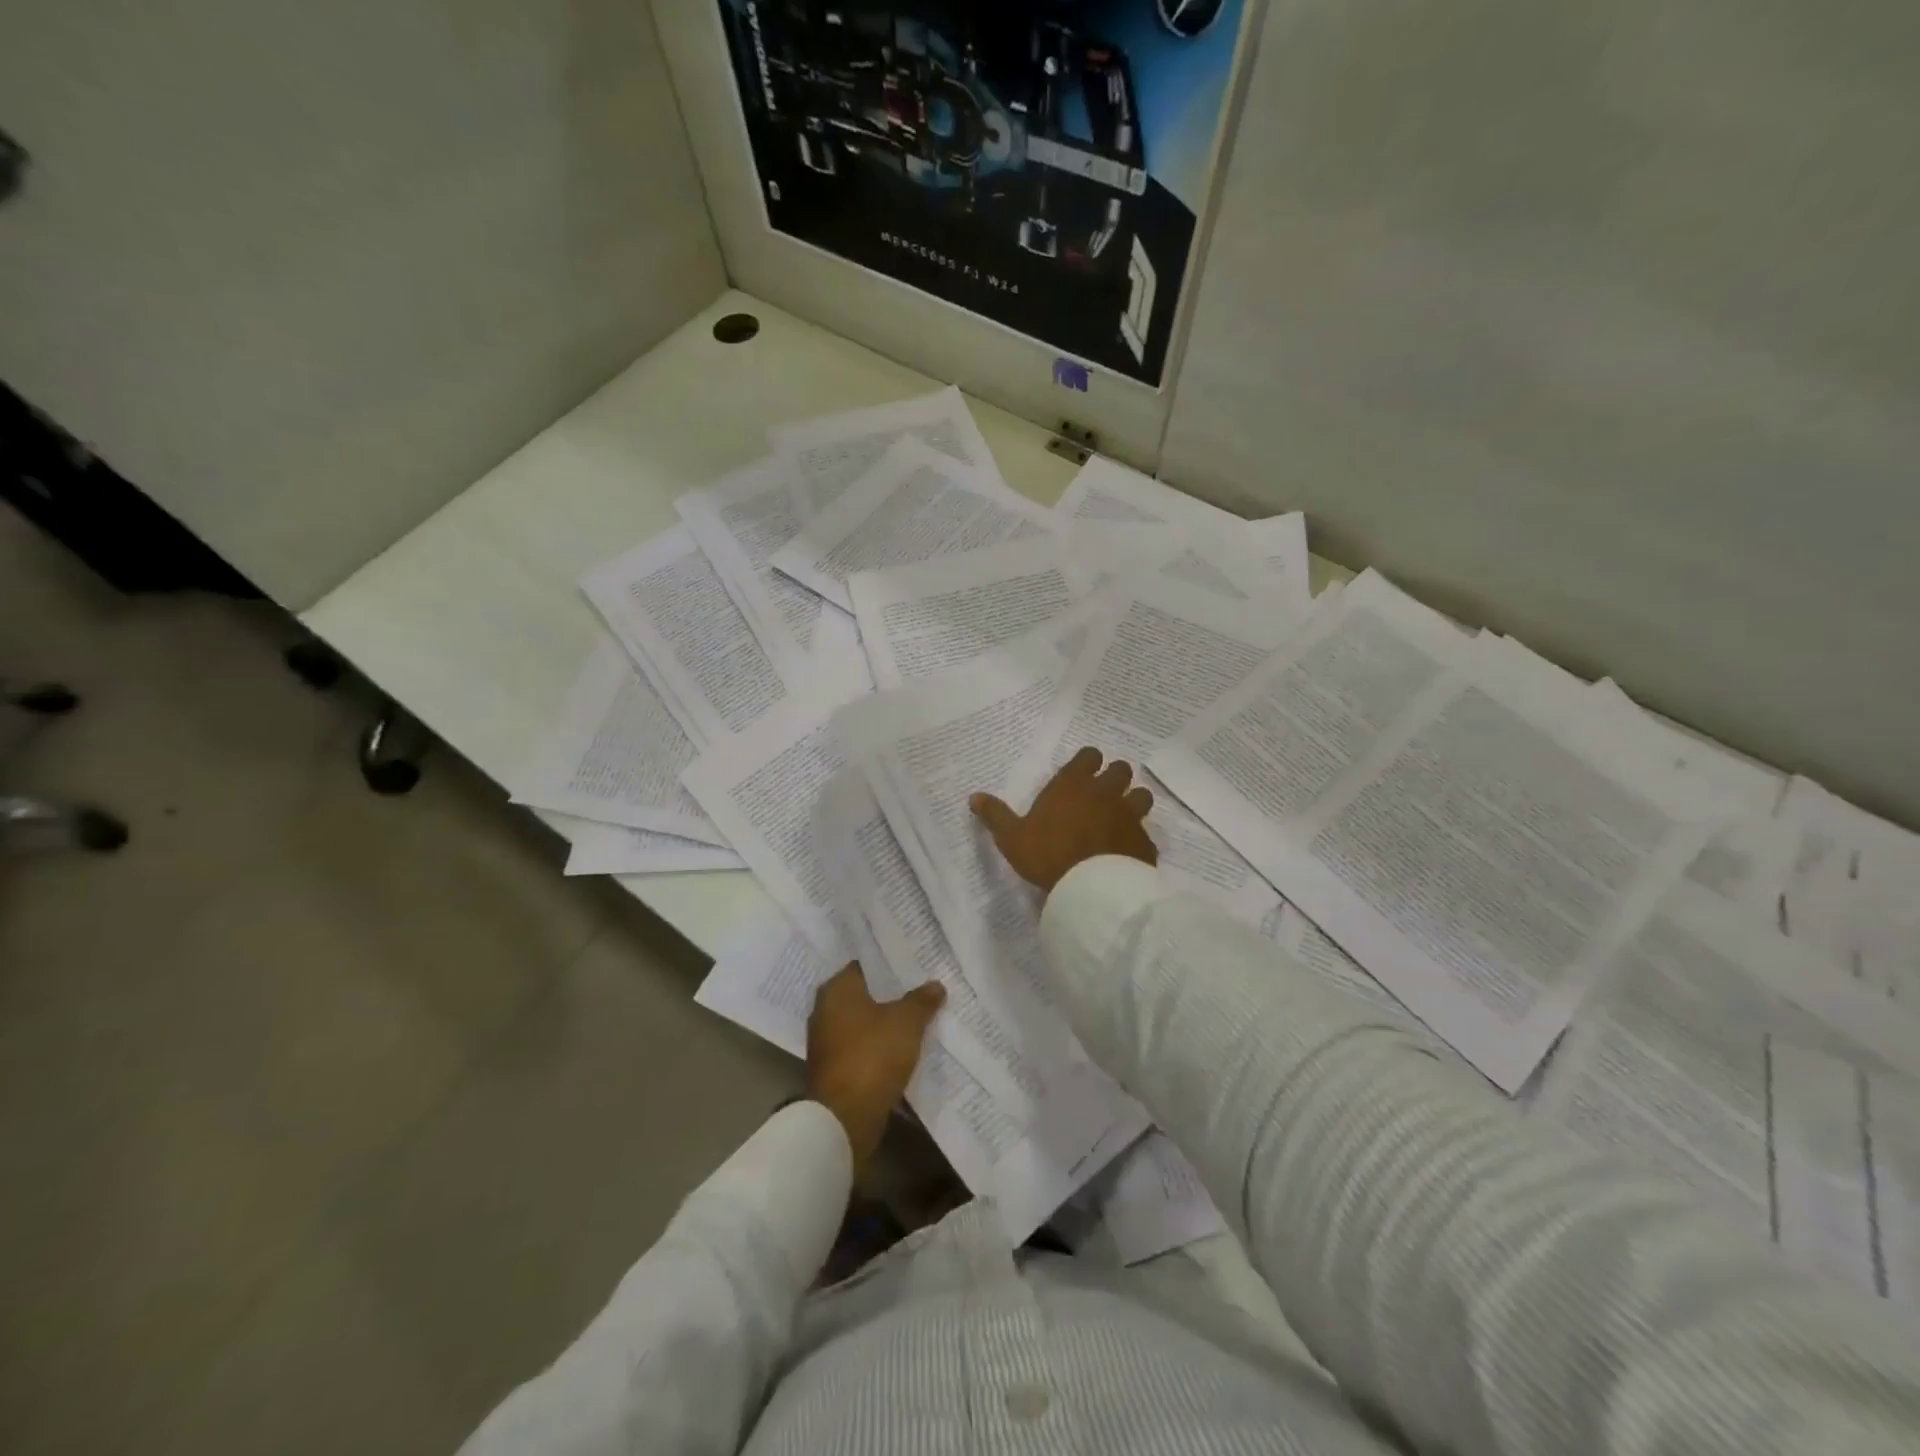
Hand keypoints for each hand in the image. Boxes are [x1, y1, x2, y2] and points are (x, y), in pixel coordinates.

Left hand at [806, 965, 945, 1170]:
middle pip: (865, 993)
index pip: (866, 964)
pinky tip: (904, 1046)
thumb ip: (921, 1000)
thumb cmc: (872, 1055)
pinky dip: (879, 1045)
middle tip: (922, 987)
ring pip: (864, 1021)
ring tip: (919, 1016)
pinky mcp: (833, 1068)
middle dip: (891, 993)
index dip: (891, 964)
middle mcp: (825, 1010)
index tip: (915, 963)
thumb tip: (935, 985)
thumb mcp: (906, 1022)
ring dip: (886, 1021)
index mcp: (836, 989)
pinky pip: (861, 1046)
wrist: (844, 1118)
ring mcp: (826, 1041)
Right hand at [970, 746, 1156, 893]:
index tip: (1083, 772)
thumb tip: (973, 797)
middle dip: (1115, 777)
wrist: (1091, 888)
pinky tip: (1130, 852)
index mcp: (1072, 785)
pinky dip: (1139, 840)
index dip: (1088, 762)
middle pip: (1121, 770)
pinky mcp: (1144, 842)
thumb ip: (996, 815)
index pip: (1089, 756)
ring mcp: (1129, 816)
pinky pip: (1146, 834)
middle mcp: (1105, 793)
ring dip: (1134, 802)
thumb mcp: (1012, 837)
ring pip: (1142, 796)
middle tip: (1103, 793)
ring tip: (1123, 817)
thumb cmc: (1047, 855)